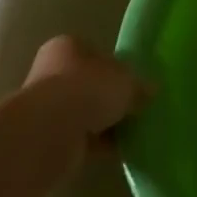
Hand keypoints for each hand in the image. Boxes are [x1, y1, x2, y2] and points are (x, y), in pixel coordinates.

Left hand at [24, 35, 149, 141]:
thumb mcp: (127, 80)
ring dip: (104, 123)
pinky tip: (119, 149)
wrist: (49, 133)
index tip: (134, 83)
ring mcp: (46, 107)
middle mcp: (51, 72)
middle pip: (88, 84)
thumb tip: (150, 91)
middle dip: (109, 98)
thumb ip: (139, 86)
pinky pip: (80, 138)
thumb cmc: (89, 89)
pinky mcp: (46, 138)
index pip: (95, 53)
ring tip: (131, 132)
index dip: (116, 68)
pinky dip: (98, 144)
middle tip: (135, 109)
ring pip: (84, 113)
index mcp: (68, 46)